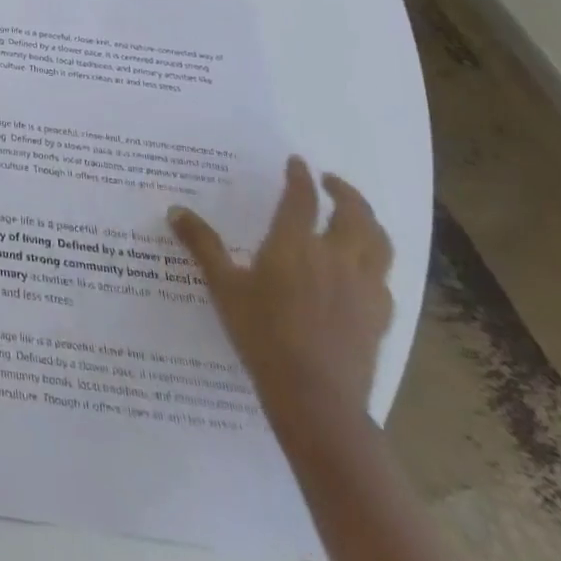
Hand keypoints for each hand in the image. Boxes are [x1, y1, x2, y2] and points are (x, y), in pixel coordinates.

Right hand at [168, 155, 393, 420]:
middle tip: (331, 182)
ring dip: (369, 221)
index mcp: (294, 244)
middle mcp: (335, 257)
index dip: (300, 177)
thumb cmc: (262, 334)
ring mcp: (364, 287)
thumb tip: (176, 210)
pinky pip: (384, 277)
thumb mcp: (223, 287)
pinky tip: (364, 270)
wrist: (315, 397)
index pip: (301, 198)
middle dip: (345, 192)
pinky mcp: (380, 315)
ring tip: (356, 216)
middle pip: (354, 214)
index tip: (297, 163)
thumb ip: (202, 245)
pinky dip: (375, 262)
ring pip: (379, 243)